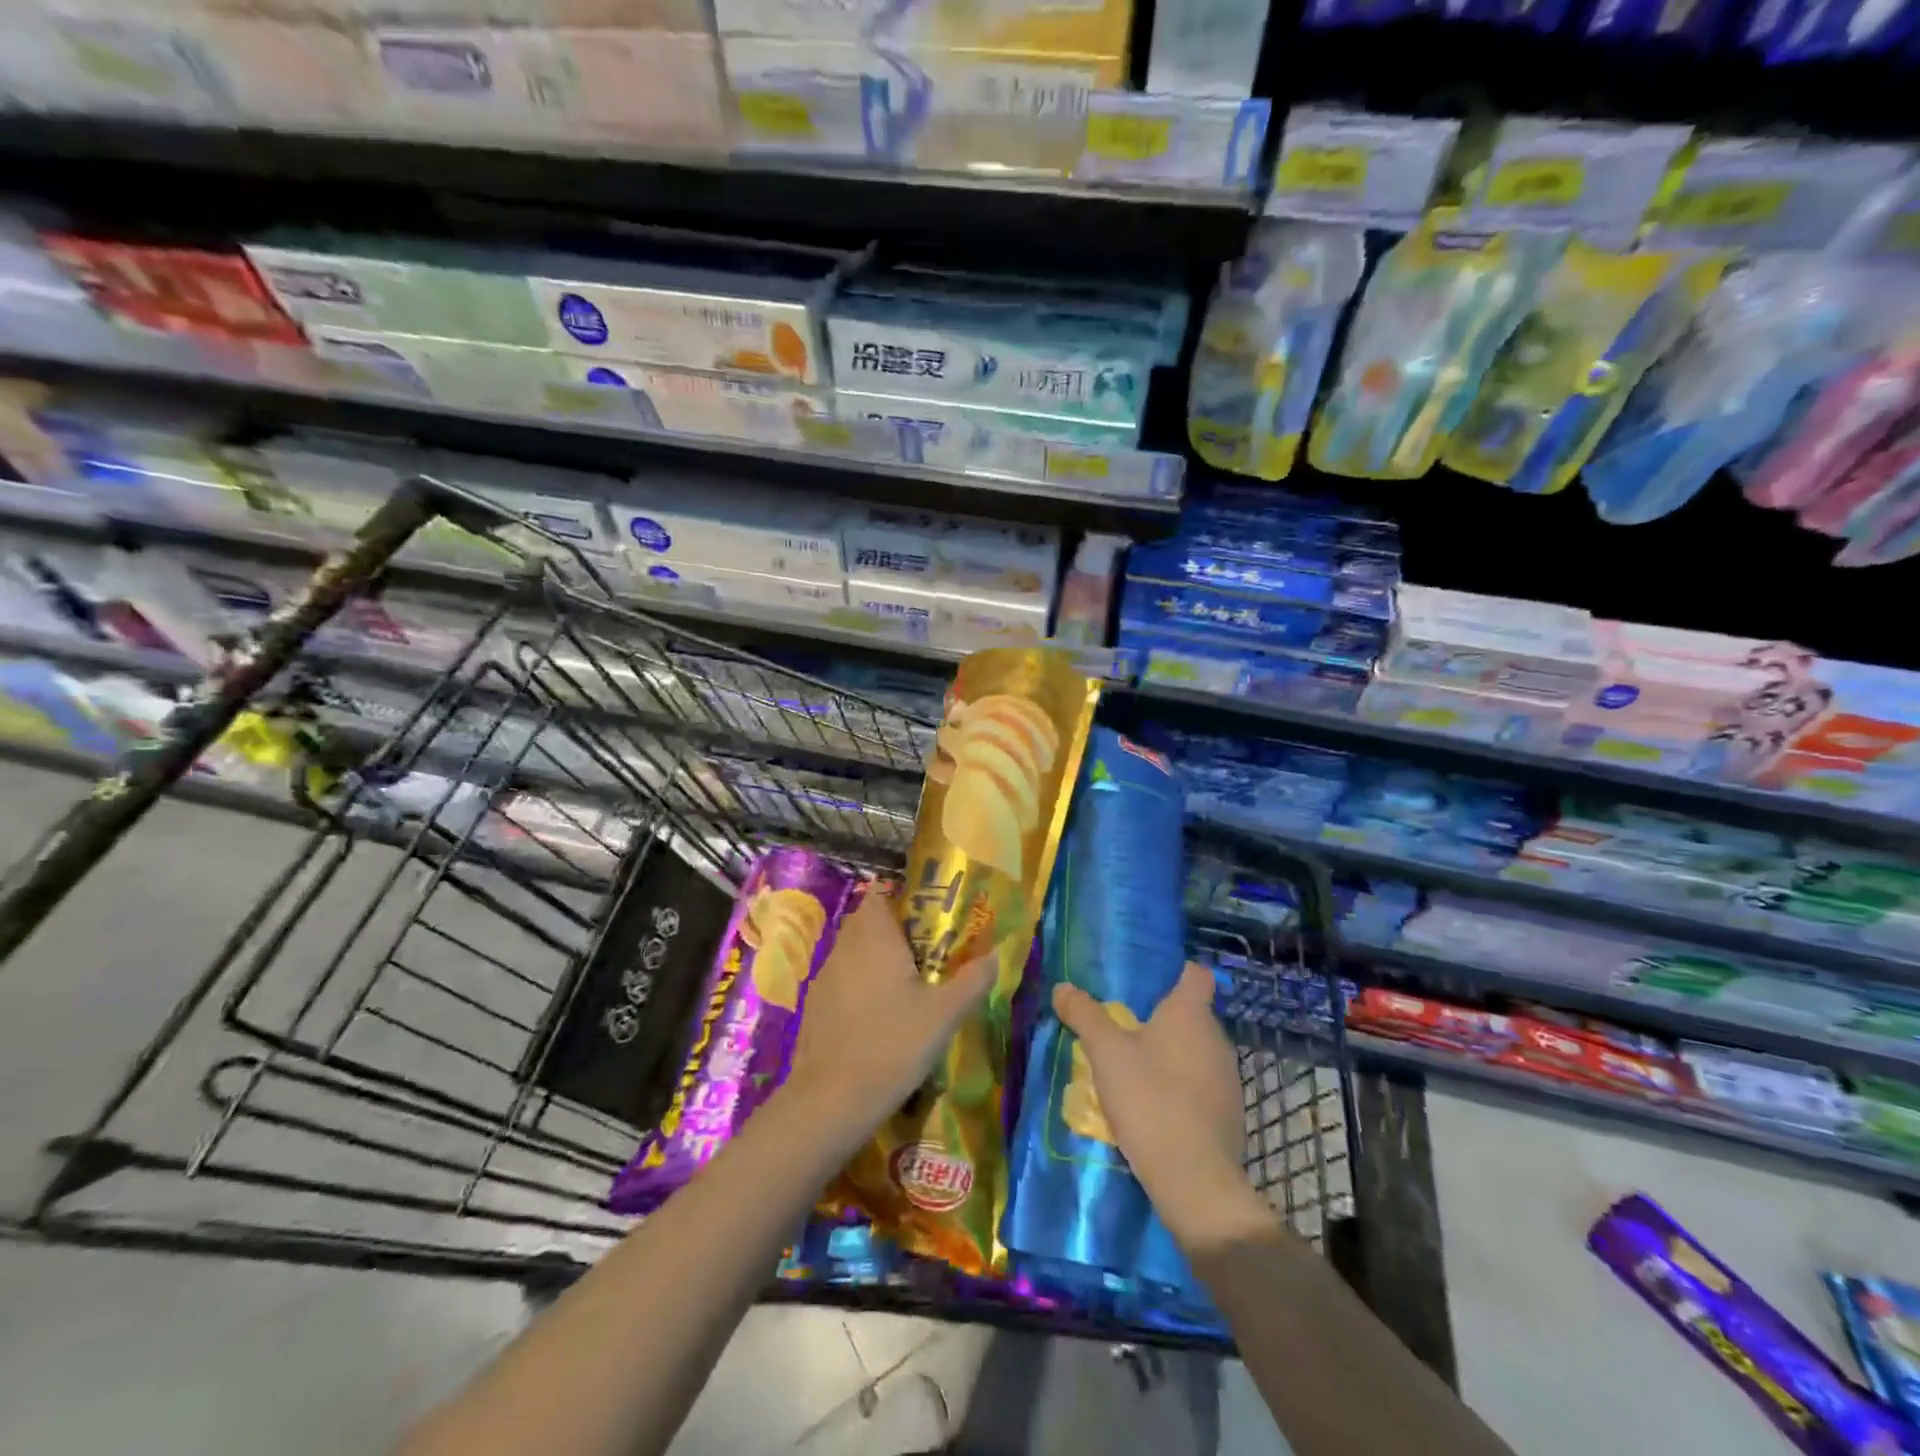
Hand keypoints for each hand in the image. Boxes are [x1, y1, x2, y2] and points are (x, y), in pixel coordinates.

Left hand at [783, 885, 994, 1142]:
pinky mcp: (815, 1006)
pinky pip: (841, 979)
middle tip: (926, 953)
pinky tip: (878, 1015)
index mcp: (875, 937)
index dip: (900, 900)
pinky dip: (859, 985)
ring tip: (906, 986)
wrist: (831, 1100)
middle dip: (892, 931)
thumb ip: (973, 980)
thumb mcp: (944, 1015)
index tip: (927, 919)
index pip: (879, 895)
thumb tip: (996, 955)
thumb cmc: (893, 1045)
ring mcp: (824, 977)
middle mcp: (845, 948)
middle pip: (866, 922)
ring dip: (874, 959)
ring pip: (852, 951)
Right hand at [1053, 963, 1278, 1253]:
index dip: (1176, 970)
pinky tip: (1157, 1106)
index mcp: (1190, 1013)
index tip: (1149, 979)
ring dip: (1172, 1055)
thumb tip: (1062, 987)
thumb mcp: (1105, 1053)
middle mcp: (1217, 1038)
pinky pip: (1203, 1085)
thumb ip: (1084, 1015)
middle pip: (1192, 1014)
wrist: (1195, 1180)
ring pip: (1197, 1051)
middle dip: (1162, 1018)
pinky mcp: (1230, 1113)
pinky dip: (1183, 1087)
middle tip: (1126, 1026)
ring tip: (1137, 1068)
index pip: (1195, 974)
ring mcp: (1228, 1078)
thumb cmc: (1150, 1099)